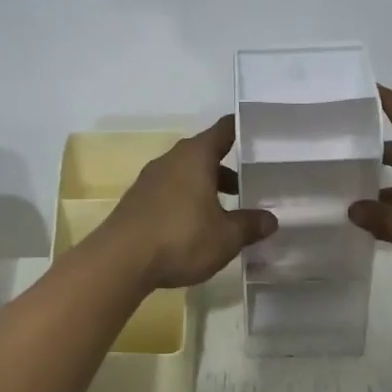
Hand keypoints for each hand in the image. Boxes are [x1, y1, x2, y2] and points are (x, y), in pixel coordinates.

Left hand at [96, 116, 276, 290]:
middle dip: (228, 169)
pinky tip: (197, 227)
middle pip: (205, 154)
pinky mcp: (137, 202)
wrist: (120, 261)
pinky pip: (170, 193)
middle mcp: (171, 160)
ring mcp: (150, 180)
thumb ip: (250, 225)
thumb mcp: (226, 236)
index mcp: (195, 156)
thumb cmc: (180, 238)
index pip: (224, 130)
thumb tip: (270, 219)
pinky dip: (187, 201)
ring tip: (227, 212)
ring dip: (207, 188)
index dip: (243, 130)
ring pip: (186, 175)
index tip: (260, 134)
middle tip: (252, 185)